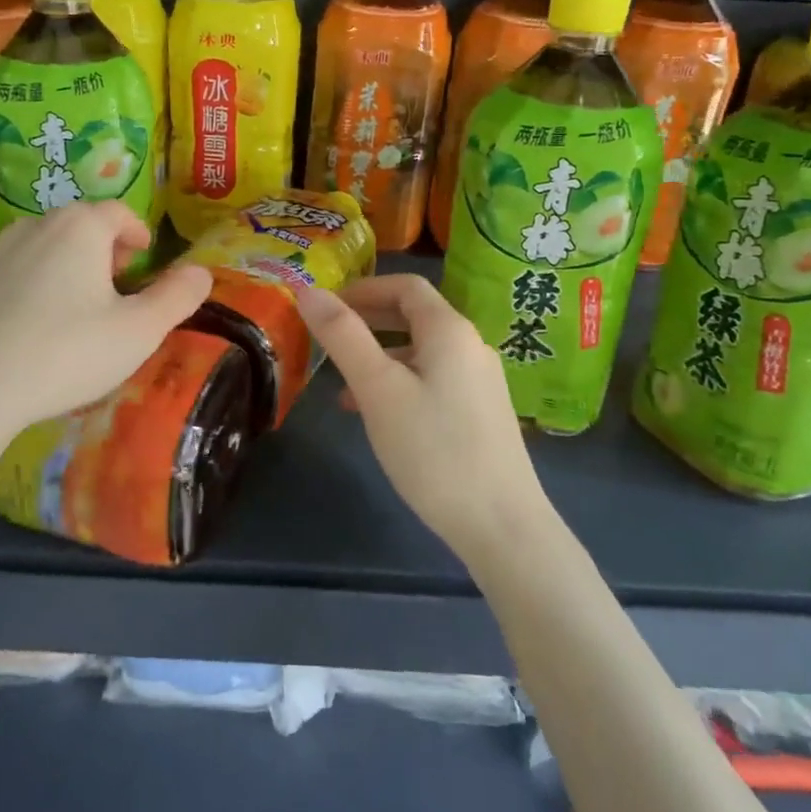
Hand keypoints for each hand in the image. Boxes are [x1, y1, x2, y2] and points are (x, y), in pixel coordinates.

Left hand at [0, 203, 211, 437]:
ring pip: (44, 246)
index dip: (137, 232)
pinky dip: (31, 284)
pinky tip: (31, 325)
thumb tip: (202, 271)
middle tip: (116, 286)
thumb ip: (177, 297)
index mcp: (80, 228)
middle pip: (80, 225)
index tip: (144, 259)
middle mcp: (35, 225)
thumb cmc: (67, 353)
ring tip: (75, 307)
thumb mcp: (139, 331)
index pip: (118, 212)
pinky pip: (12, 270)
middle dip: (103, 248)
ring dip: (66, 264)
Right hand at [295, 273, 542, 560]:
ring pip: (421, 351)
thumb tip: (309, 291)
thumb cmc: (433, 449)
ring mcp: (479, 382)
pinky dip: (399, 383)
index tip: (326, 306)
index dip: (363, 288)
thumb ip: (343, 336)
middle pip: (415, 315)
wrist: (501, 526)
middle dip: (368, 320)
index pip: (406, 285)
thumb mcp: (378, 389)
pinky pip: (432, 380)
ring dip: (379, 356)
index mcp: (449, 330)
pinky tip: (375, 415)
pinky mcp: (481, 413)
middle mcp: (470, 346)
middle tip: (327, 337)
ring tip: (341, 384)